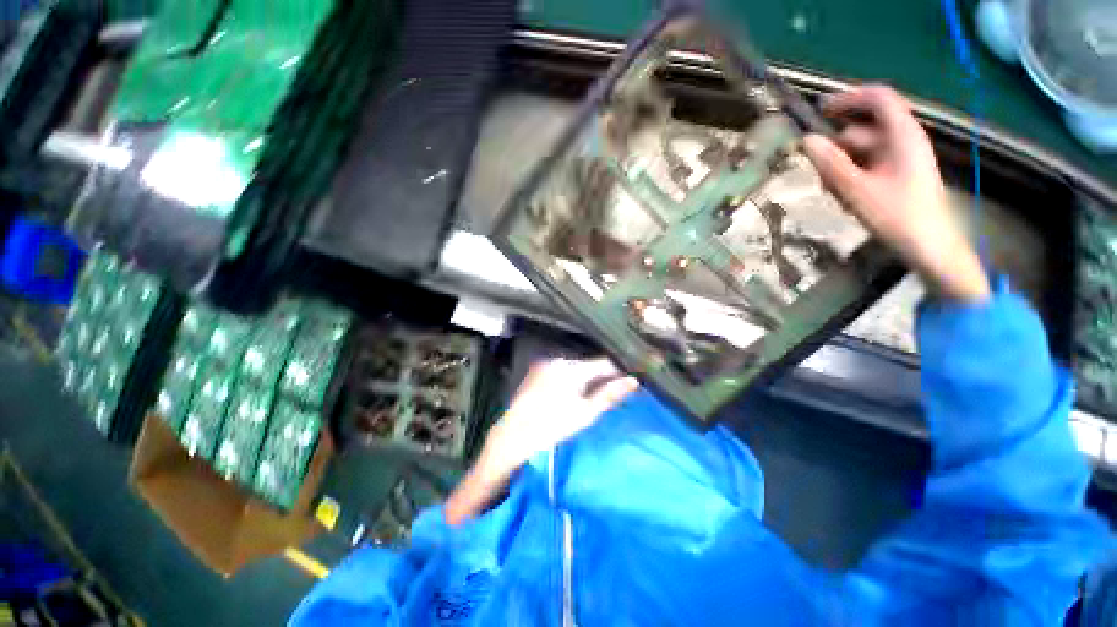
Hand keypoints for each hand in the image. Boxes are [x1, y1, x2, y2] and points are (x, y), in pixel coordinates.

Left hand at [483, 358, 638, 476]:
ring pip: (576, 367)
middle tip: (613, 391)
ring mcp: (546, 364)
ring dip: (587, 377)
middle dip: (603, 375)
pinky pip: (563, 370)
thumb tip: (633, 380)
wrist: (512, 437)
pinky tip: (572, 393)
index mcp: (572, 369)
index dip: (619, 371)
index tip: (630, 379)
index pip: (604, 363)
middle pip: (590, 364)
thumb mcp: (585, 414)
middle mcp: (559, 360)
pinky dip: (572, 378)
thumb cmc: (552, 428)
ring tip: (594, 393)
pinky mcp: (538, 371)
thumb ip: (609, 395)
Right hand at [802, 85, 989, 301]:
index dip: (849, 98)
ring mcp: (900, 158)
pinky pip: (866, 165)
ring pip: (861, 150)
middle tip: (819, 173)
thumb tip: (806, 140)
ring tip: (834, 193)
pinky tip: (845, 197)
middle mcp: (903, 140)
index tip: (819, 110)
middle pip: (863, 129)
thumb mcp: (857, 190)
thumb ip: (830, 163)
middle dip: (837, 147)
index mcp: (902, 135)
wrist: (928, 246)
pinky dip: (851, 176)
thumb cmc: (897, 215)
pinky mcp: (895, 174)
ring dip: (841, 166)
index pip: (878, 98)